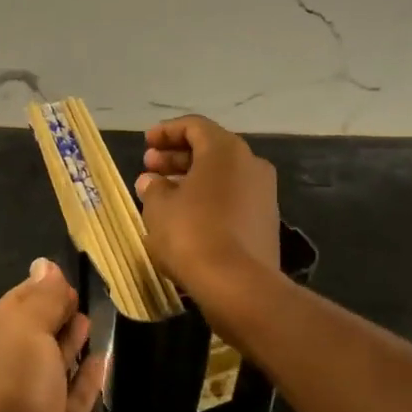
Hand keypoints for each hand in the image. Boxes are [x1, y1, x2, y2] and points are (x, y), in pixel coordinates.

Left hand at [0, 259, 105, 411]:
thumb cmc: (16, 395)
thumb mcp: (23, 333)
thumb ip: (39, 300)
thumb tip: (44, 265)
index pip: (17, 304)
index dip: (41, 287)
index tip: (66, 271)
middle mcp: (14, 369)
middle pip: (38, 331)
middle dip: (56, 311)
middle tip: (83, 288)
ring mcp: (42, 400)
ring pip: (59, 360)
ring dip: (73, 339)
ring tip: (93, 314)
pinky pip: (81, 391)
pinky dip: (91, 372)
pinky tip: (104, 355)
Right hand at [133, 116, 280, 300]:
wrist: (238, 285)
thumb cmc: (192, 235)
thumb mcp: (159, 209)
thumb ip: (153, 188)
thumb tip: (150, 181)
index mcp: (226, 150)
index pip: (194, 126)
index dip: (166, 132)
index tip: (146, 143)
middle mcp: (251, 164)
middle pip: (210, 150)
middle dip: (177, 157)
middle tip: (149, 167)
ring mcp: (263, 194)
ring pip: (222, 177)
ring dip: (191, 180)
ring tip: (162, 194)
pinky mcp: (265, 223)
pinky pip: (232, 200)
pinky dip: (208, 200)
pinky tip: (186, 217)